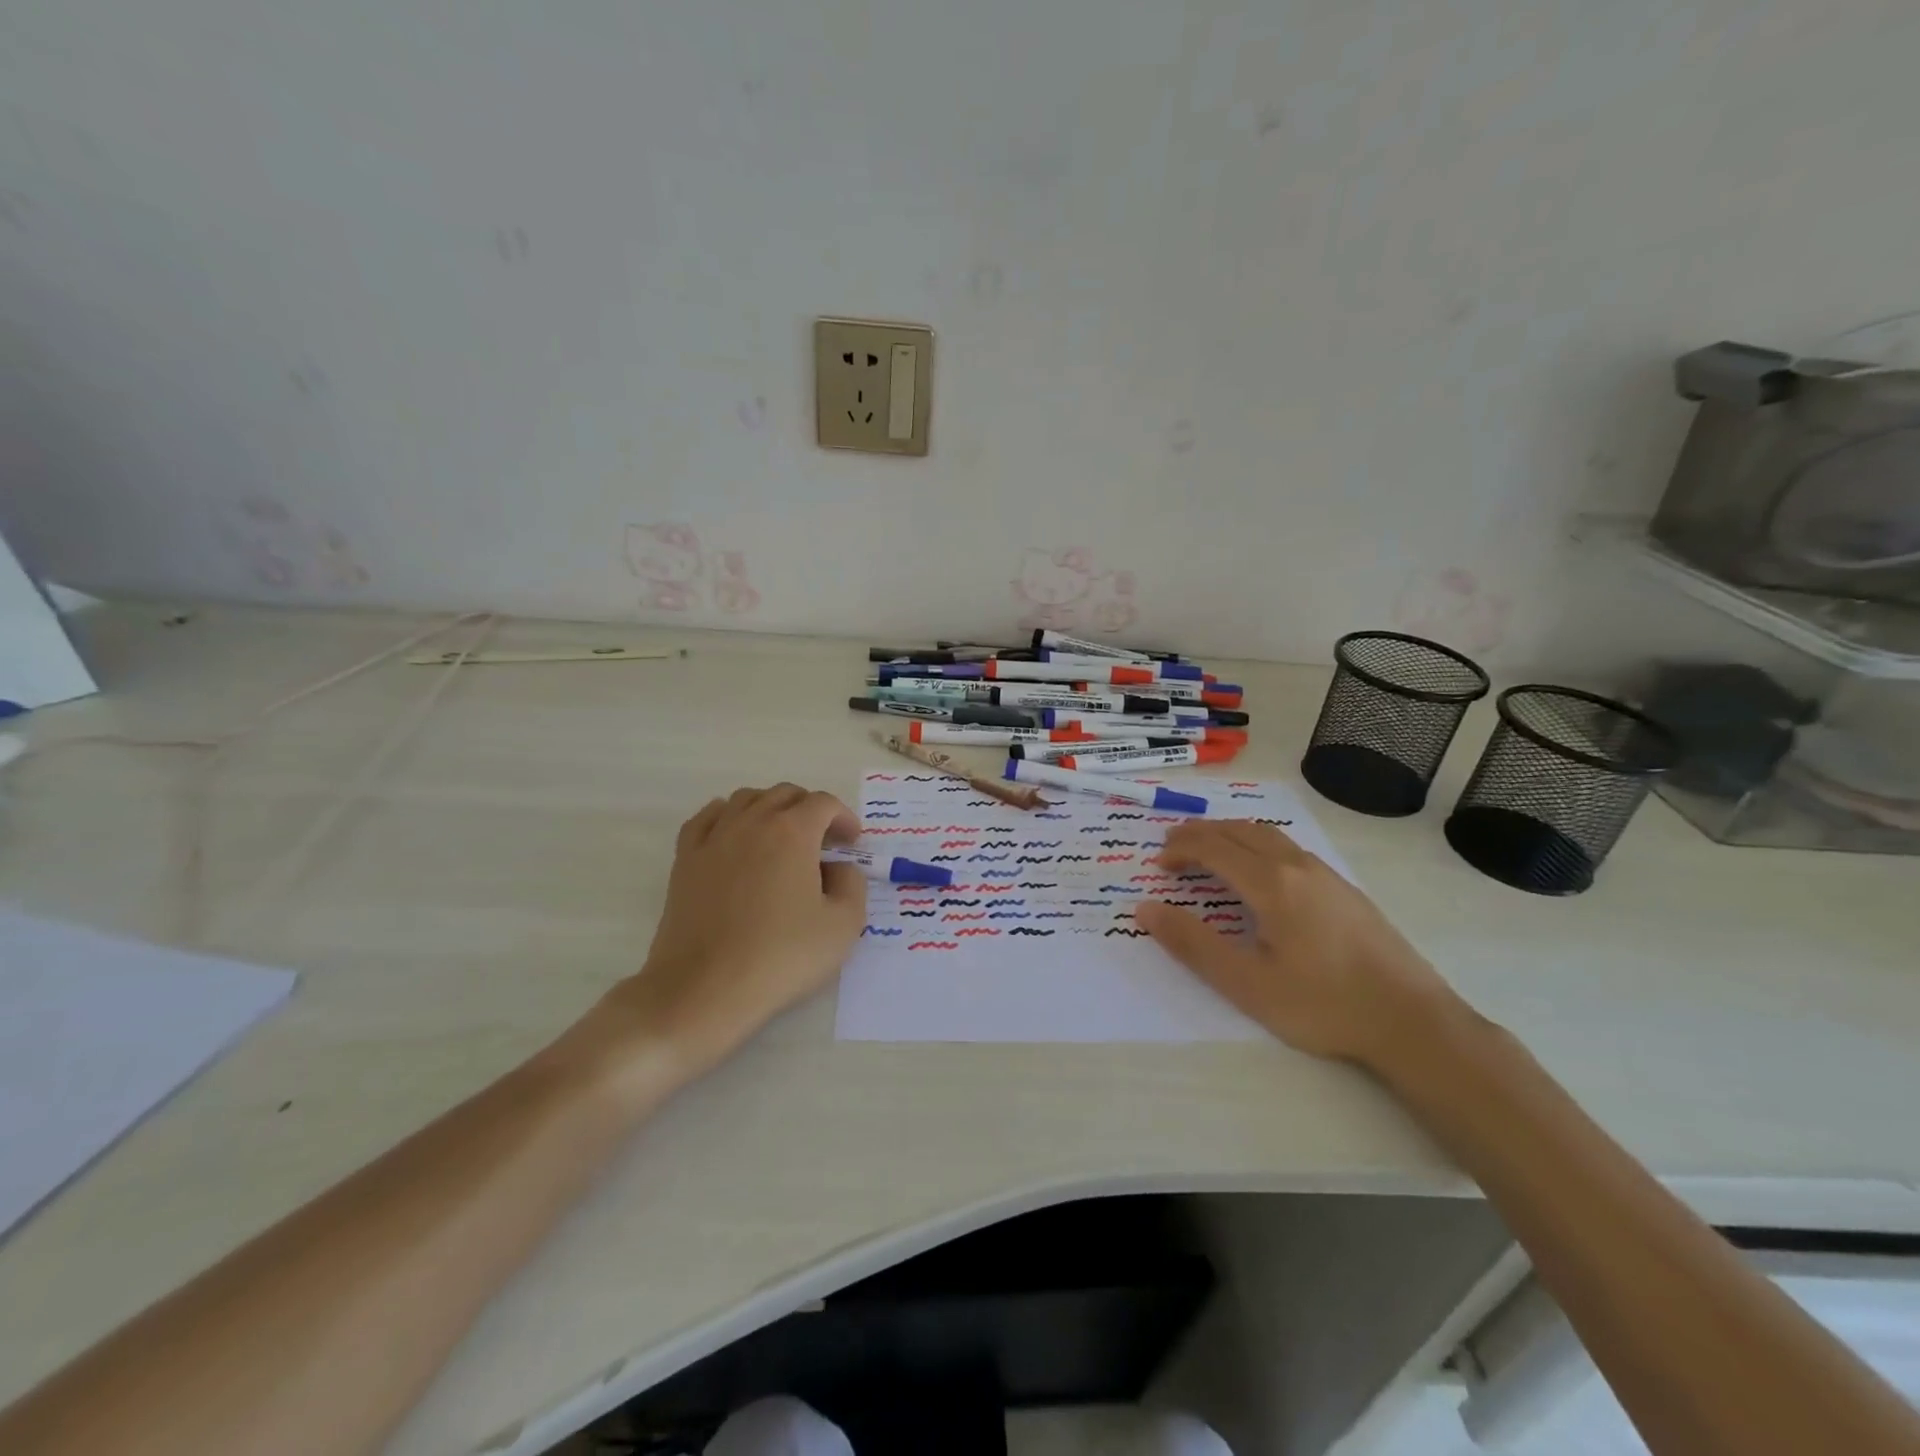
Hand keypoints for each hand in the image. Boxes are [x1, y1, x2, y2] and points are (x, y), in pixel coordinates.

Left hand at [583, 785, 866, 1089]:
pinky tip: (735, 837)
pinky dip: (727, 816)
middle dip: (810, 810)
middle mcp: (752, 822)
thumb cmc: (781, 957)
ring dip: (771, 809)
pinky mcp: (685, 858)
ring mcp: (714, 837)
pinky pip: (708, 817)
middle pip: (785, 794)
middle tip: (823, 844)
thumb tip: (838, 868)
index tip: (852, 844)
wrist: (704, 989)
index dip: (844, 818)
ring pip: (746, 799)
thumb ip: (852, 885)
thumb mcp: (843, 925)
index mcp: (793, 832)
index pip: (824, 804)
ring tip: (781, 838)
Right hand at [1134, 819, 1465, 1067]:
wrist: (1412, 1020)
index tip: (1159, 864)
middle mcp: (1297, 866)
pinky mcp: (1345, 889)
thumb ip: (1193, 944)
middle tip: (1173, 845)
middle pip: (1240, 831)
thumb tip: (1146, 909)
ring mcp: (1326, 875)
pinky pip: (1289, 847)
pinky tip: (1260, 871)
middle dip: (1201, 833)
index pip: (1214, 848)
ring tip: (1210, 849)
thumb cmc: (1323, 1005)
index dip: (1181, 849)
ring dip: (1231, 834)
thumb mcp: (1247, 984)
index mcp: (1271, 884)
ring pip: (1268, 834)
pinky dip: (1257, 844)